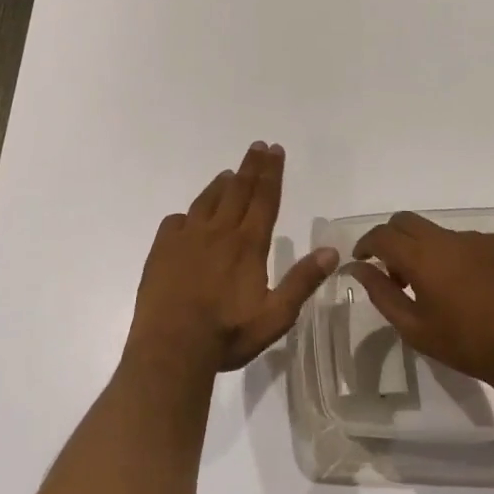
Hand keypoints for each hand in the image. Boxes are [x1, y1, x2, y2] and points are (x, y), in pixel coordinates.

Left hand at [128, 142, 337, 373]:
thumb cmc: (227, 334)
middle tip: (257, 147)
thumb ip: (302, 281)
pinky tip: (187, 217)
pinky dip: (187, 215)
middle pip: (238, 191)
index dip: (271, 173)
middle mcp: (218, 232)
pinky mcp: (161, 250)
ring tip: (228, 174)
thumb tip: (331, 251)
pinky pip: (175, 222)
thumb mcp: (275, 316)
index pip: (264, 199)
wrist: (171, 347)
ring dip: (220, 185)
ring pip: (207, 201)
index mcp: (247, 244)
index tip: (275, 150)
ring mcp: (186, 238)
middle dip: (250, 167)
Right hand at [349, 212, 493, 394]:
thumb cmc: (467, 345)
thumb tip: (357, 268)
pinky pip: (465, 241)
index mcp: (422, 257)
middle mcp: (447, 238)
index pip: (382, 235)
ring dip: (425, 249)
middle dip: (391, 239)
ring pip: (436, 232)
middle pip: (406, 221)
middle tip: (393, 271)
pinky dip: (455, 256)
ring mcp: (476, 238)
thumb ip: (381, 293)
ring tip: (435, 286)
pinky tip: (468, 286)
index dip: (366, 244)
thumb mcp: (415, 328)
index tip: (362, 261)